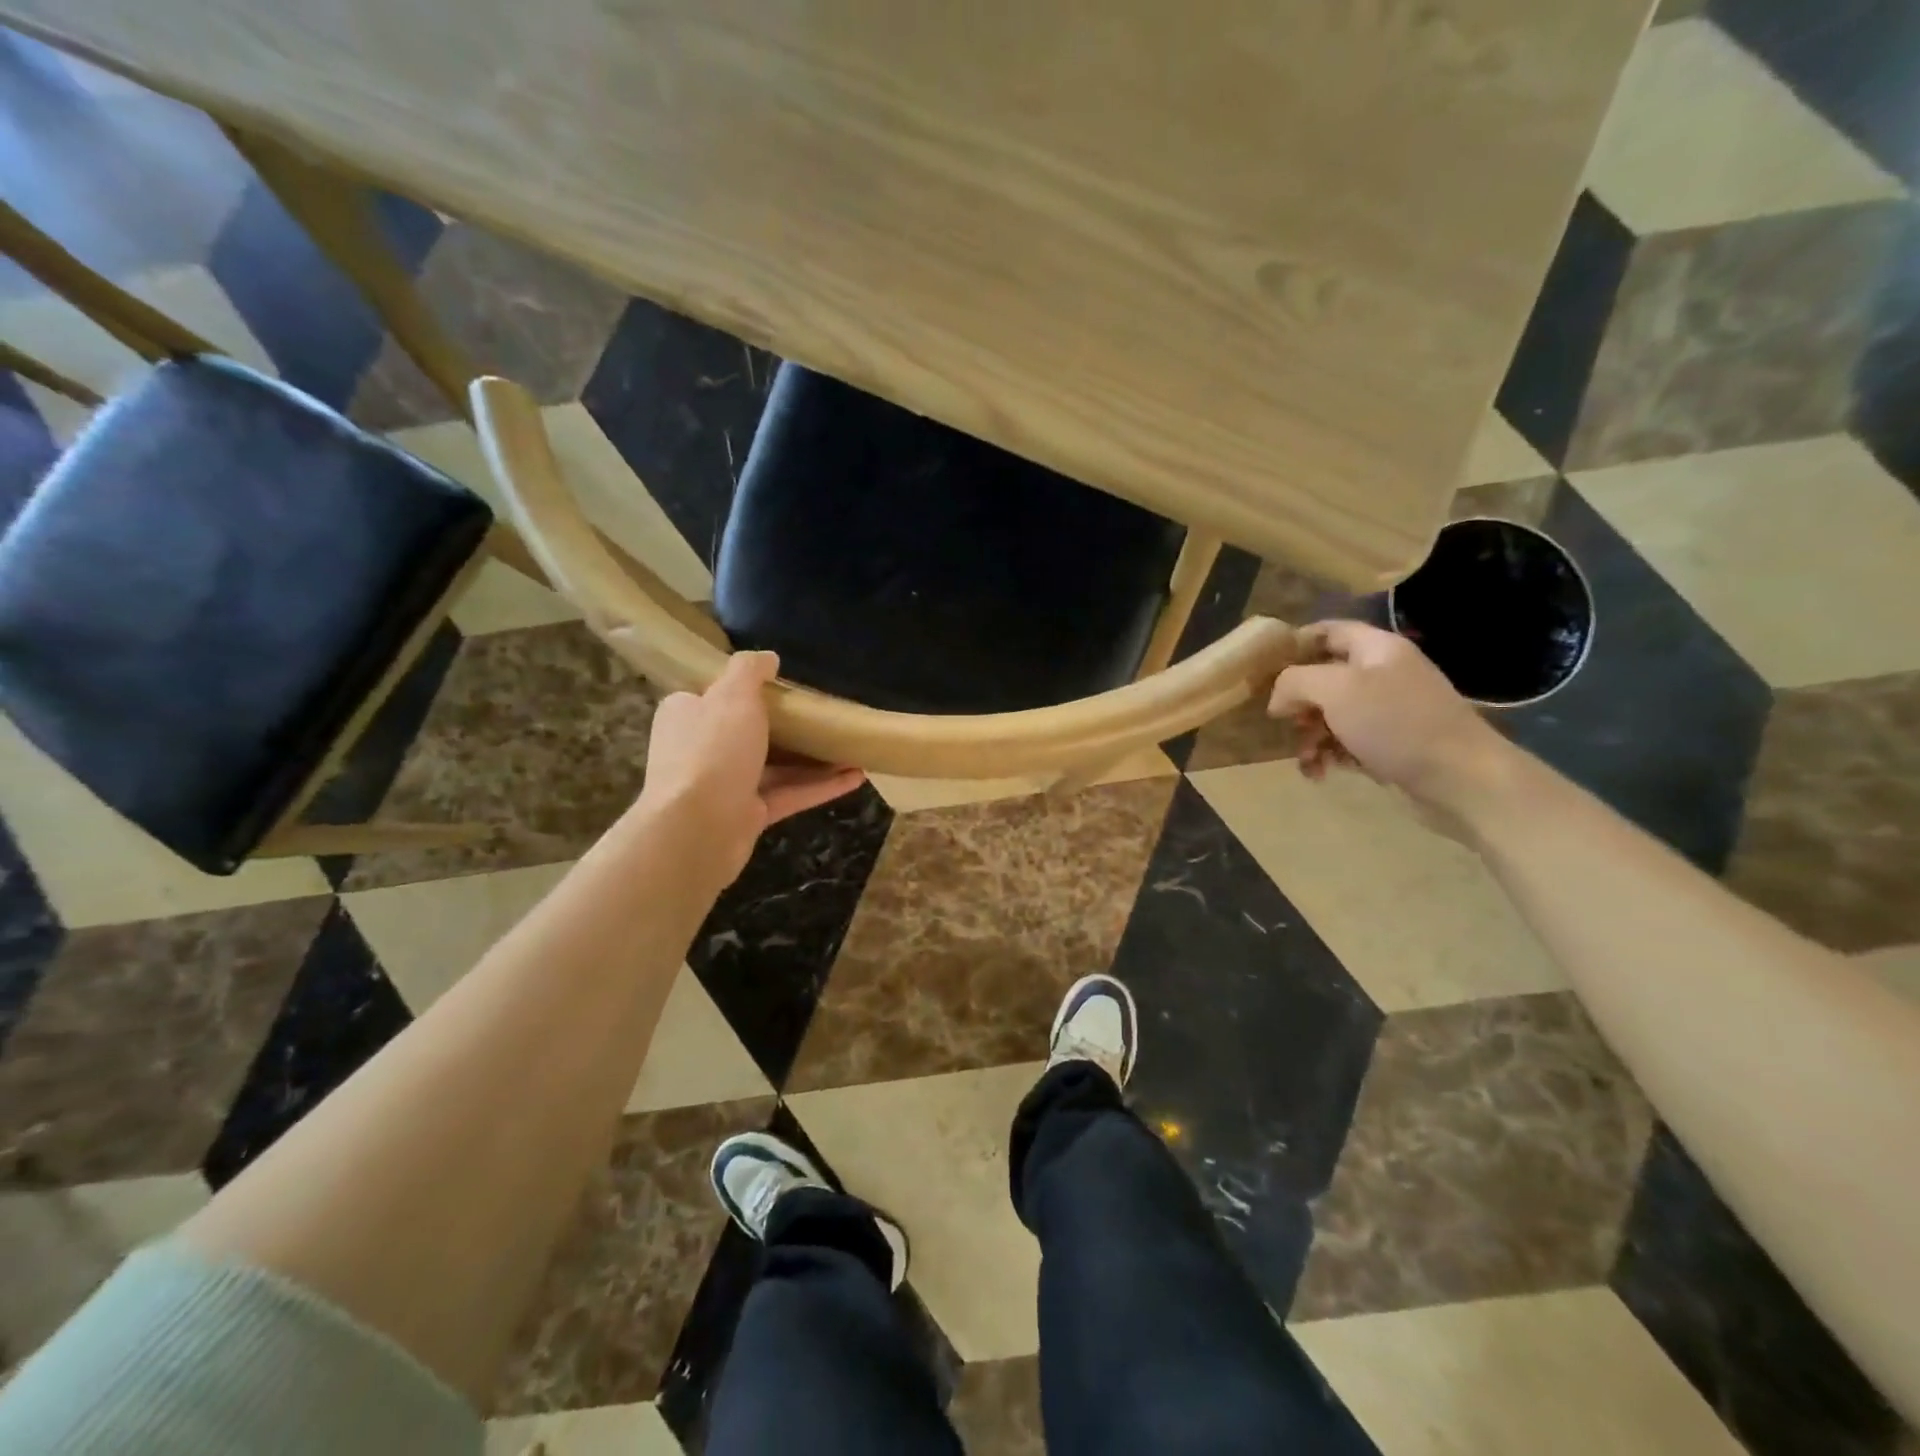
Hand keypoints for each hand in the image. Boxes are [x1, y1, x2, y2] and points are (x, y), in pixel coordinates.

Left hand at [638, 651, 863, 881]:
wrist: (698, 828)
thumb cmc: (712, 751)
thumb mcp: (732, 695)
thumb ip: (750, 670)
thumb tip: (769, 657)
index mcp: (688, 715)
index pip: (714, 695)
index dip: (746, 689)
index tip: (783, 684)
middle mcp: (703, 749)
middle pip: (750, 731)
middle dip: (789, 726)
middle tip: (825, 714)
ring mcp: (726, 785)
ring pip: (776, 766)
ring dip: (814, 758)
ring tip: (852, 747)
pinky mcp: (749, 815)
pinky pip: (790, 795)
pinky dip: (821, 787)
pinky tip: (856, 777)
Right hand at [1267, 620, 1512, 812]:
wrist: (1462, 779)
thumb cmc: (1397, 724)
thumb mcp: (1336, 691)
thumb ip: (1295, 682)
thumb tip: (1278, 698)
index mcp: (1376, 649)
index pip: (1327, 631)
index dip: (1294, 645)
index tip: (1264, 670)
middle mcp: (1384, 673)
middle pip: (1325, 677)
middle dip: (1298, 703)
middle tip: (1284, 724)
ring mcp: (1391, 710)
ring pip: (1332, 714)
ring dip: (1310, 736)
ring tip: (1306, 760)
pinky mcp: (1393, 744)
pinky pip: (1348, 742)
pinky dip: (1330, 755)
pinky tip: (1322, 773)